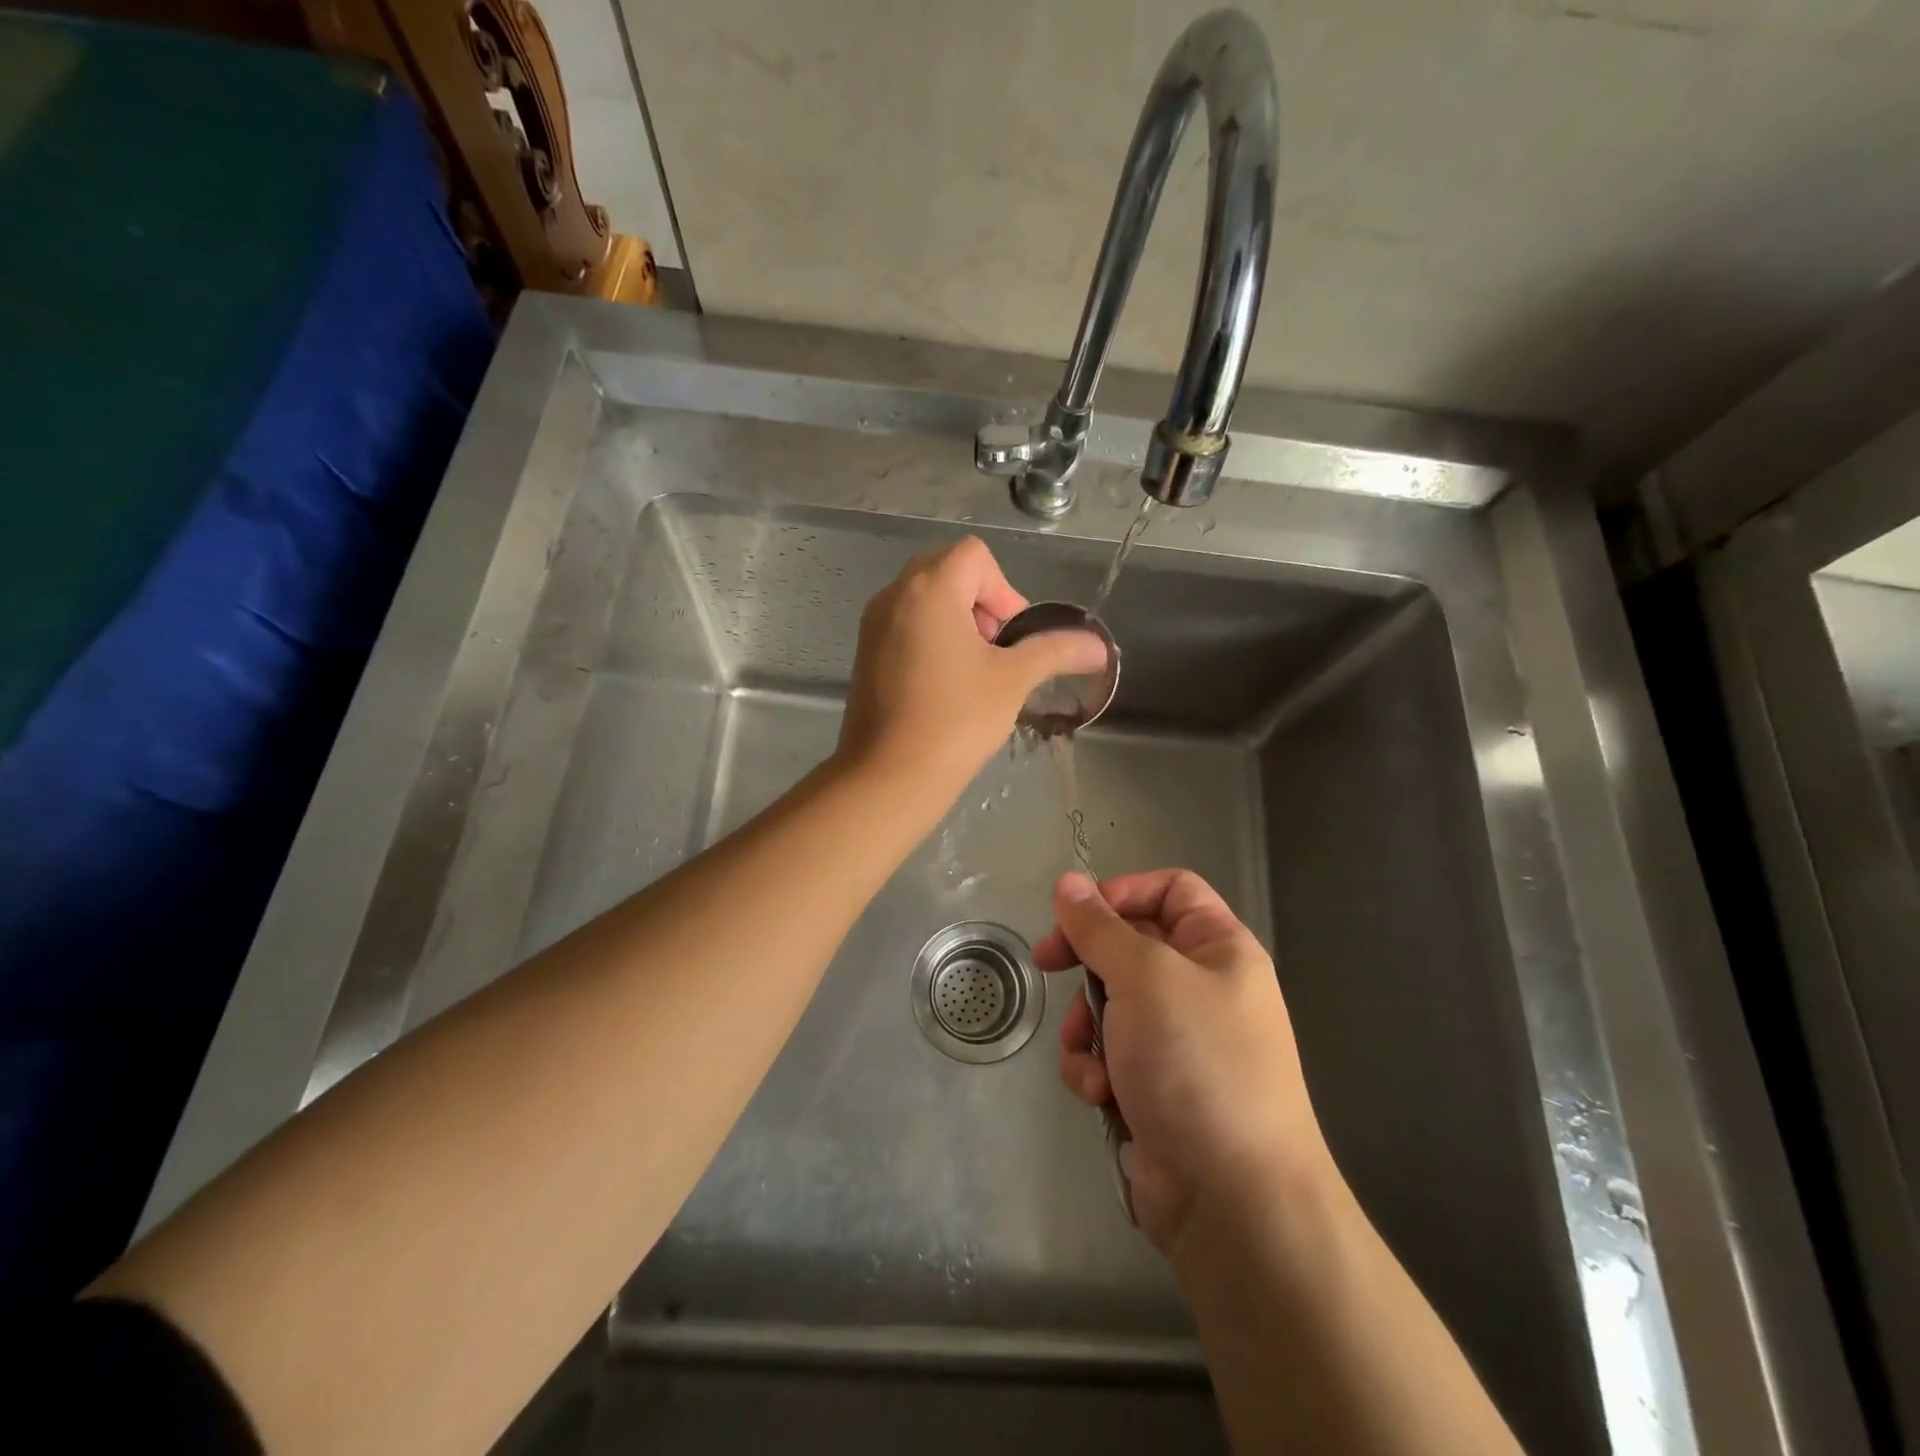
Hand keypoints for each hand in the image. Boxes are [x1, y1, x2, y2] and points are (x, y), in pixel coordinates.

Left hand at [836, 537, 1107, 802]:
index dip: (1004, 590)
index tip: (1011, 638)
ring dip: (958, 622)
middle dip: (982, 604)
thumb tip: (1100, 646)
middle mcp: (894, 595)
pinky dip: (931, 639)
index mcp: (929, 589)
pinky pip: (905, 625)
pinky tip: (944, 687)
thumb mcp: (1013, 680)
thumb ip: (1056, 651)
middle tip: (996, 652)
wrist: (890, 776)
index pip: (974, 556)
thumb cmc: (956, 718)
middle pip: (948, 572)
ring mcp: (873, 625)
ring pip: (925, 600)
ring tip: (973, 672)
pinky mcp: (864, 654)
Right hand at [1034, 869, 1333, 1258]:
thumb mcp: (1145, 978)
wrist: (1233, 1200)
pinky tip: (1100, 1093)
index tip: (1076, 913)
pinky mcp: (1155, 1087)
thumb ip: (1099, 927)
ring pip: (1110, 1003)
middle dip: (1088, 963)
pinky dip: (1096, 1068)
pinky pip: (1110, 1054)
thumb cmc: (1196, 1063)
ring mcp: (1179, 1041)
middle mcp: (1203, 988)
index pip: (1170, 889)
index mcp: (1219, 949)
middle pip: (1130, 946)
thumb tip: (1068, 882)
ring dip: (1087, 1026)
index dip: (1121, 892)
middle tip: (1047, 963)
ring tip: (1091, 1057)